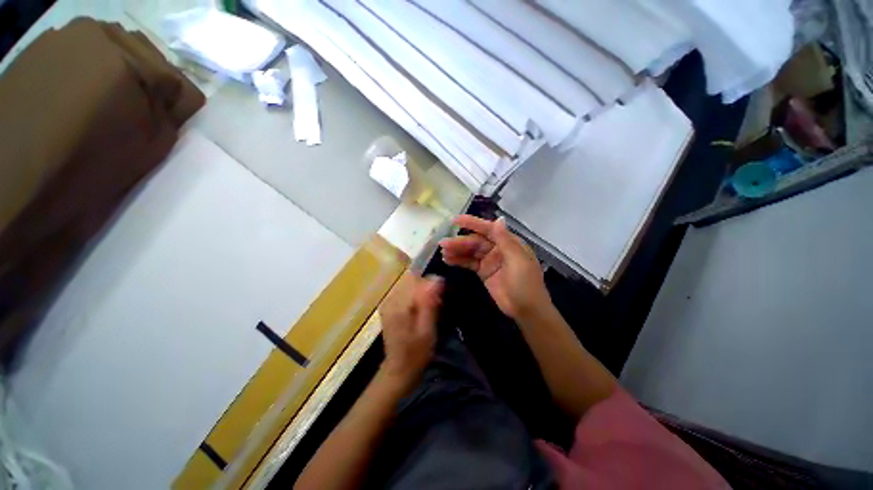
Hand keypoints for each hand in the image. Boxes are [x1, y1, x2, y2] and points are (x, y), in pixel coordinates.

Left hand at [378, 272, 443, 385]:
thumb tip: (436, 279)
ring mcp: (387, 302)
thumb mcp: (427, 330)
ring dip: (421, 291)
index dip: (432, 285)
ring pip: (409, 284)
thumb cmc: (417, 352)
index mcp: (399, 305)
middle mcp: (390, 299)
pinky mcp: (388, 305)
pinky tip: (419, 309)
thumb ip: (429, 303)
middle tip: (436, 304)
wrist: (399, 368)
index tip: (440, 298)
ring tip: (428, 308)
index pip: (417, 280)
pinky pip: (405, 290)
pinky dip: (415, 295)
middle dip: (427, 288)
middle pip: (412, 279)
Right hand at [440, 215, 550, 320]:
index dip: (472, 223)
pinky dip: (459, 260)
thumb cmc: (525, 283)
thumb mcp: (517, 260)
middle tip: (443, 243)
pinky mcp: (483, 271)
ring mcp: (489, 260)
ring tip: (442, 252)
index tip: (456, 220)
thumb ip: (505, 240)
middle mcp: (498, 248)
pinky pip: (469, 263)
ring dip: (457, 250)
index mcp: (509, 242)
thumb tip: (498, 219)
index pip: (489, 229)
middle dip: (460, 241)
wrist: (526, 310)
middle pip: (476, 241)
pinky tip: (447, 260)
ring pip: (470, 251)